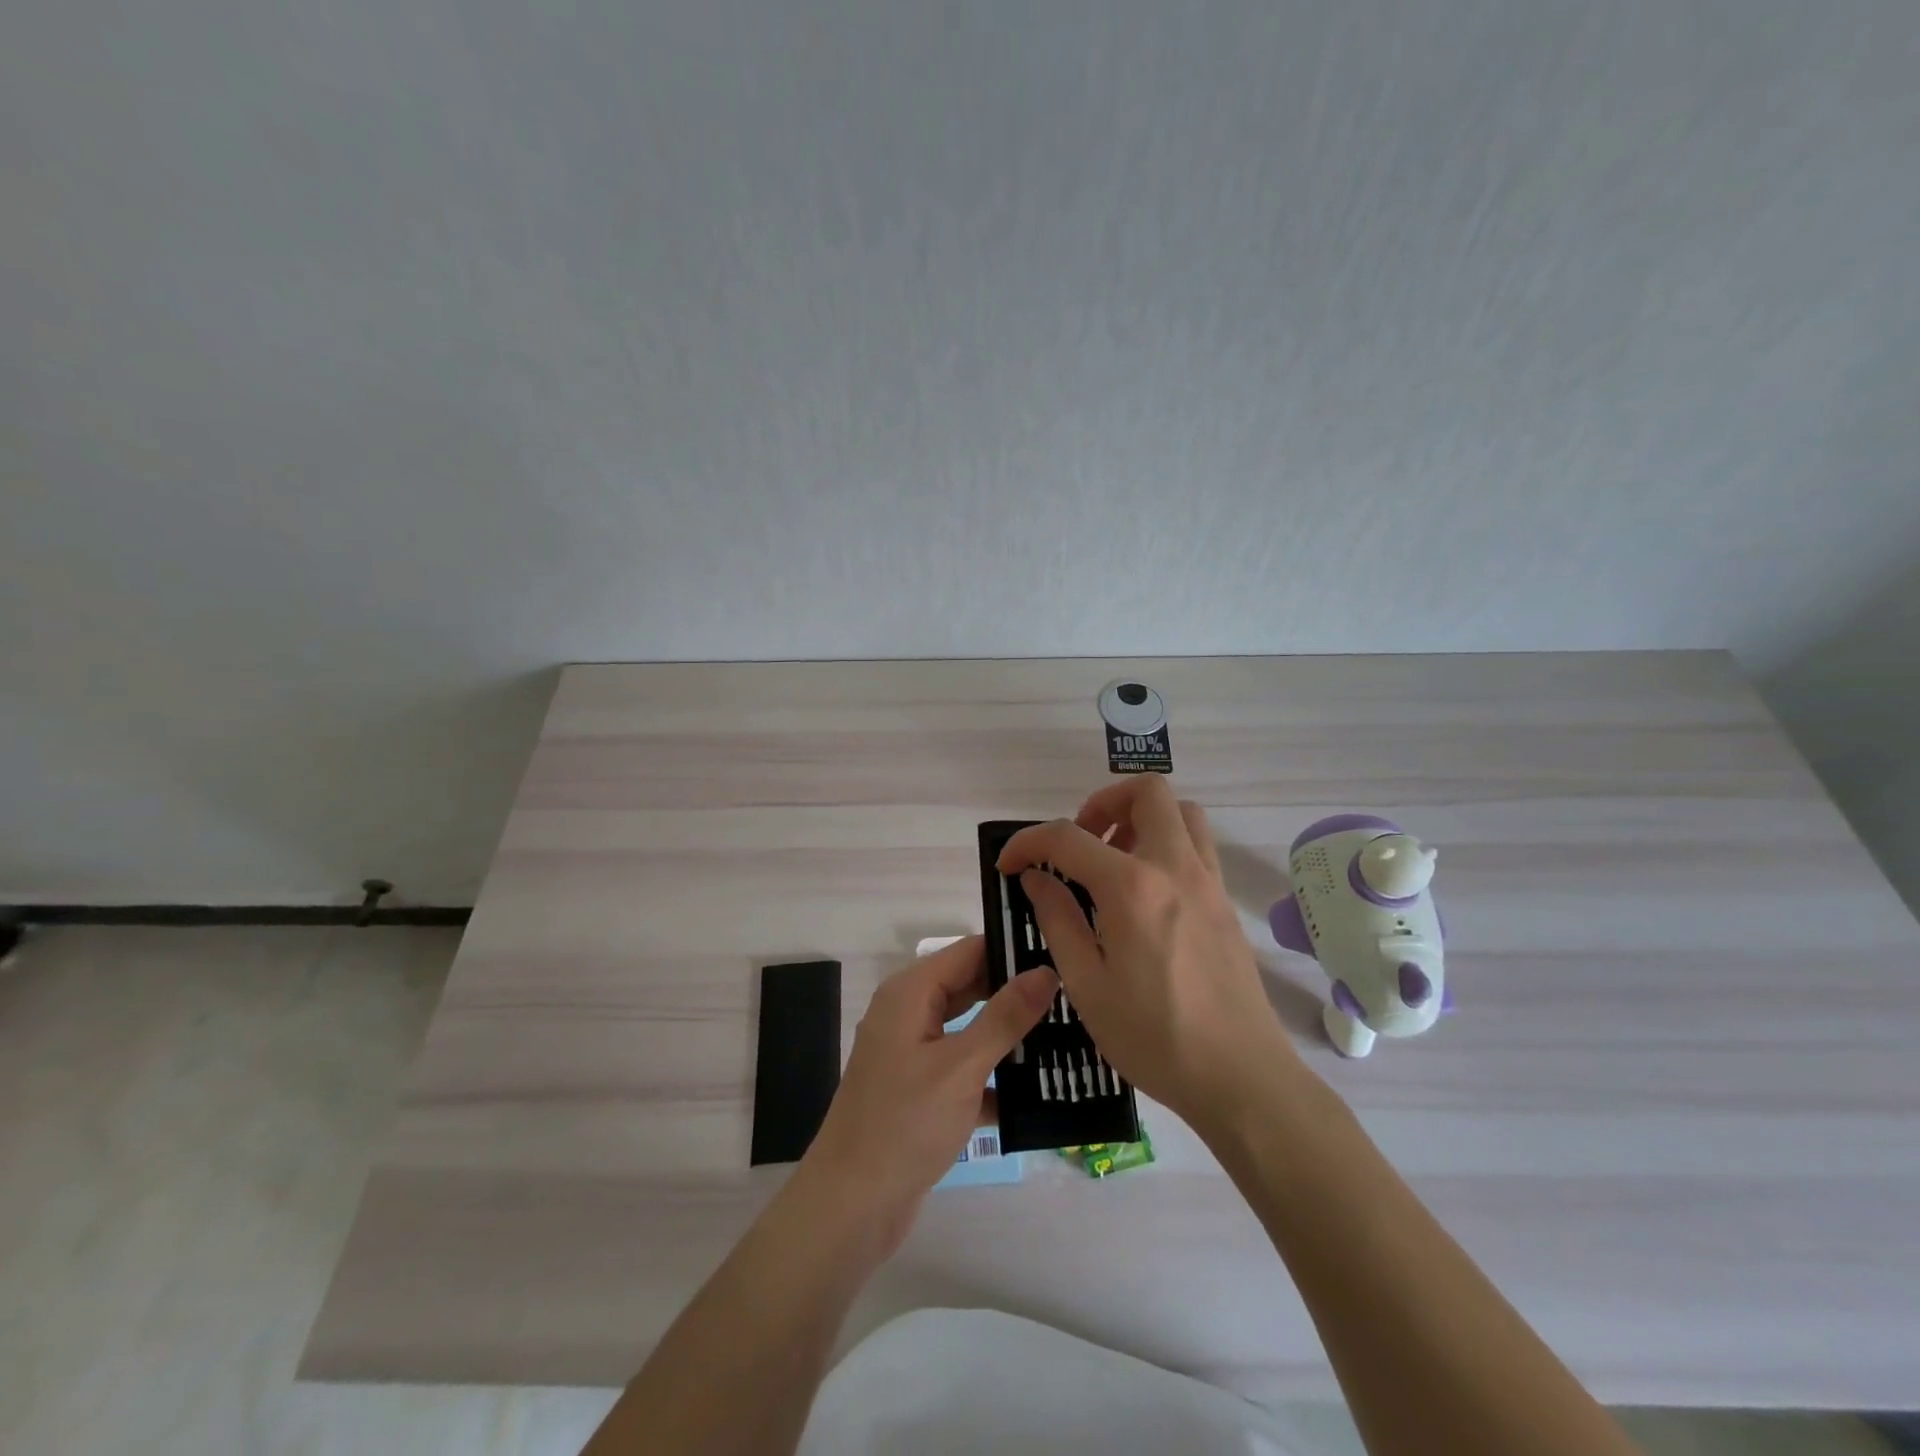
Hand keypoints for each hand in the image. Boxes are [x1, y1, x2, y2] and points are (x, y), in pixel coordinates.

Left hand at [801, 936, 1055, 1251]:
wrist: (851, 1207)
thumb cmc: (904, 1124)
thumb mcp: (961, 1066)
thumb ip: (1005, 1016)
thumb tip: (1045, 970)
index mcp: (911, 993)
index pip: (970, 950)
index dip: (1012, 948)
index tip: (1063, 952)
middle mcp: (910, 1013)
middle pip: (971, 986)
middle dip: (1017, 990)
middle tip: (1075, 993)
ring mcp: (914, 1053)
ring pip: (971, 1028)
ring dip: (1011, 1033)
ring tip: (1071, 1031)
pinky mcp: (922, 1090)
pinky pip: (966, 1066)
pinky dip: (996, 1073)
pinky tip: (1043, 1086)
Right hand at [997, 777, 1295, 1128]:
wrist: (1241, 1077)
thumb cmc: (1154, 1037)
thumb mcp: (1086, 984)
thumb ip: (1058, 919)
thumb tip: (1036, 877)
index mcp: (1132, 888)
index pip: (1068, 837)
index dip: (1029, 842)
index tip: (1009, 865)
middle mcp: (1175, 867)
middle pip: (1145, 792)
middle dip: (1100, 804)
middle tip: (1078, 847)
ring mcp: (1208, 881)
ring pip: (1179, 812)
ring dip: (1140, 818)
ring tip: (1112, 863)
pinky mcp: (1224, 901)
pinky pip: (1196, 845)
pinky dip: (1164, 844)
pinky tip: (1144, 894)